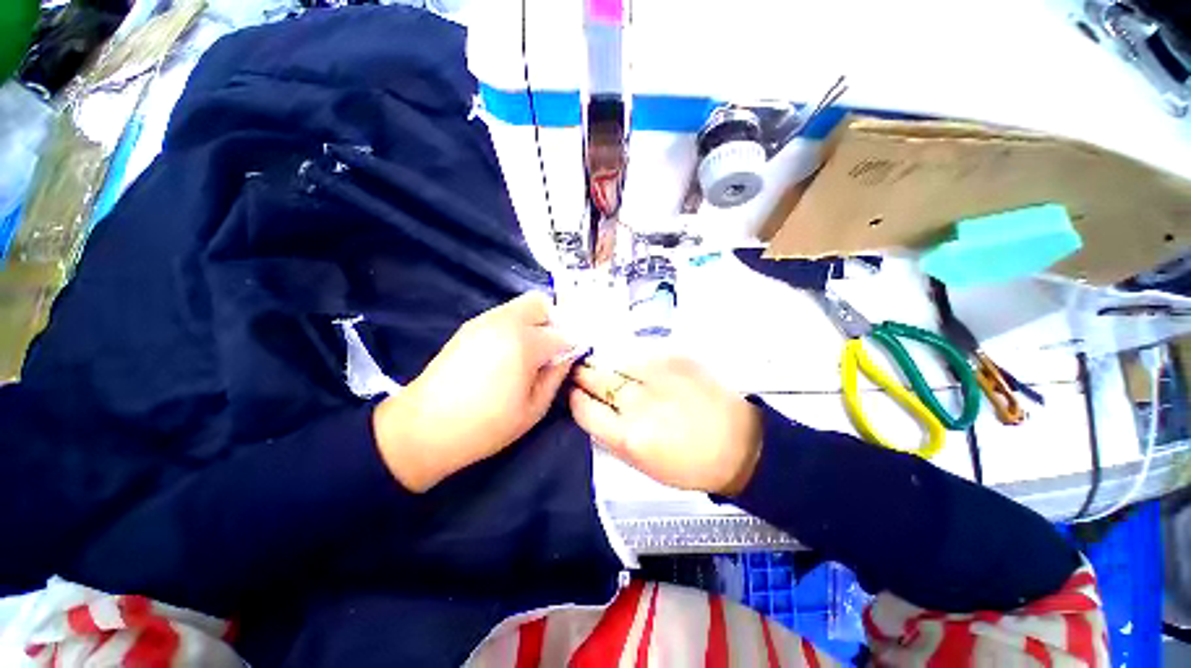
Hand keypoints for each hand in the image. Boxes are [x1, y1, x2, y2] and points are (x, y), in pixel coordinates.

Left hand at [372, 293, 576, 491]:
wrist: (423, 429)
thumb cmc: (485, 426)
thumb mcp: (533, 409)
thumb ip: (556, 376)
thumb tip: (567, 356)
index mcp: (524, 343)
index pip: (562, 334)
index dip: (571, 348)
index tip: (570, 362)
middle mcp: (505, 322)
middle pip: (541, 304)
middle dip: (553, 323)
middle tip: (551, 351)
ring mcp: (484, 321)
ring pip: (522, 307)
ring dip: (534, 324)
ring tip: (529, 355)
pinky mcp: (470, 327)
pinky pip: (504, 315)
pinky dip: (516, 327)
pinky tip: (508, 355)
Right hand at [569, 357, 761, 494]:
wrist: (738, 442)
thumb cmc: (688, 463)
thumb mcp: (639, 463)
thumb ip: (609, 433)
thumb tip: (588, 406)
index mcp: (627, 436)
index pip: (582, 406)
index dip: (574, 397)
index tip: (575, 393)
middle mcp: (638, 402)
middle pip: (594, 376)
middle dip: (584, 373)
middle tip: (584, 373)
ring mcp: (657, 373)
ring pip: (614, 359)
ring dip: (608, 365)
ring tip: (616, 371)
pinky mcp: (674, 356)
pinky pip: (639, 352)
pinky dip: (633, 360)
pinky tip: (642, 369)